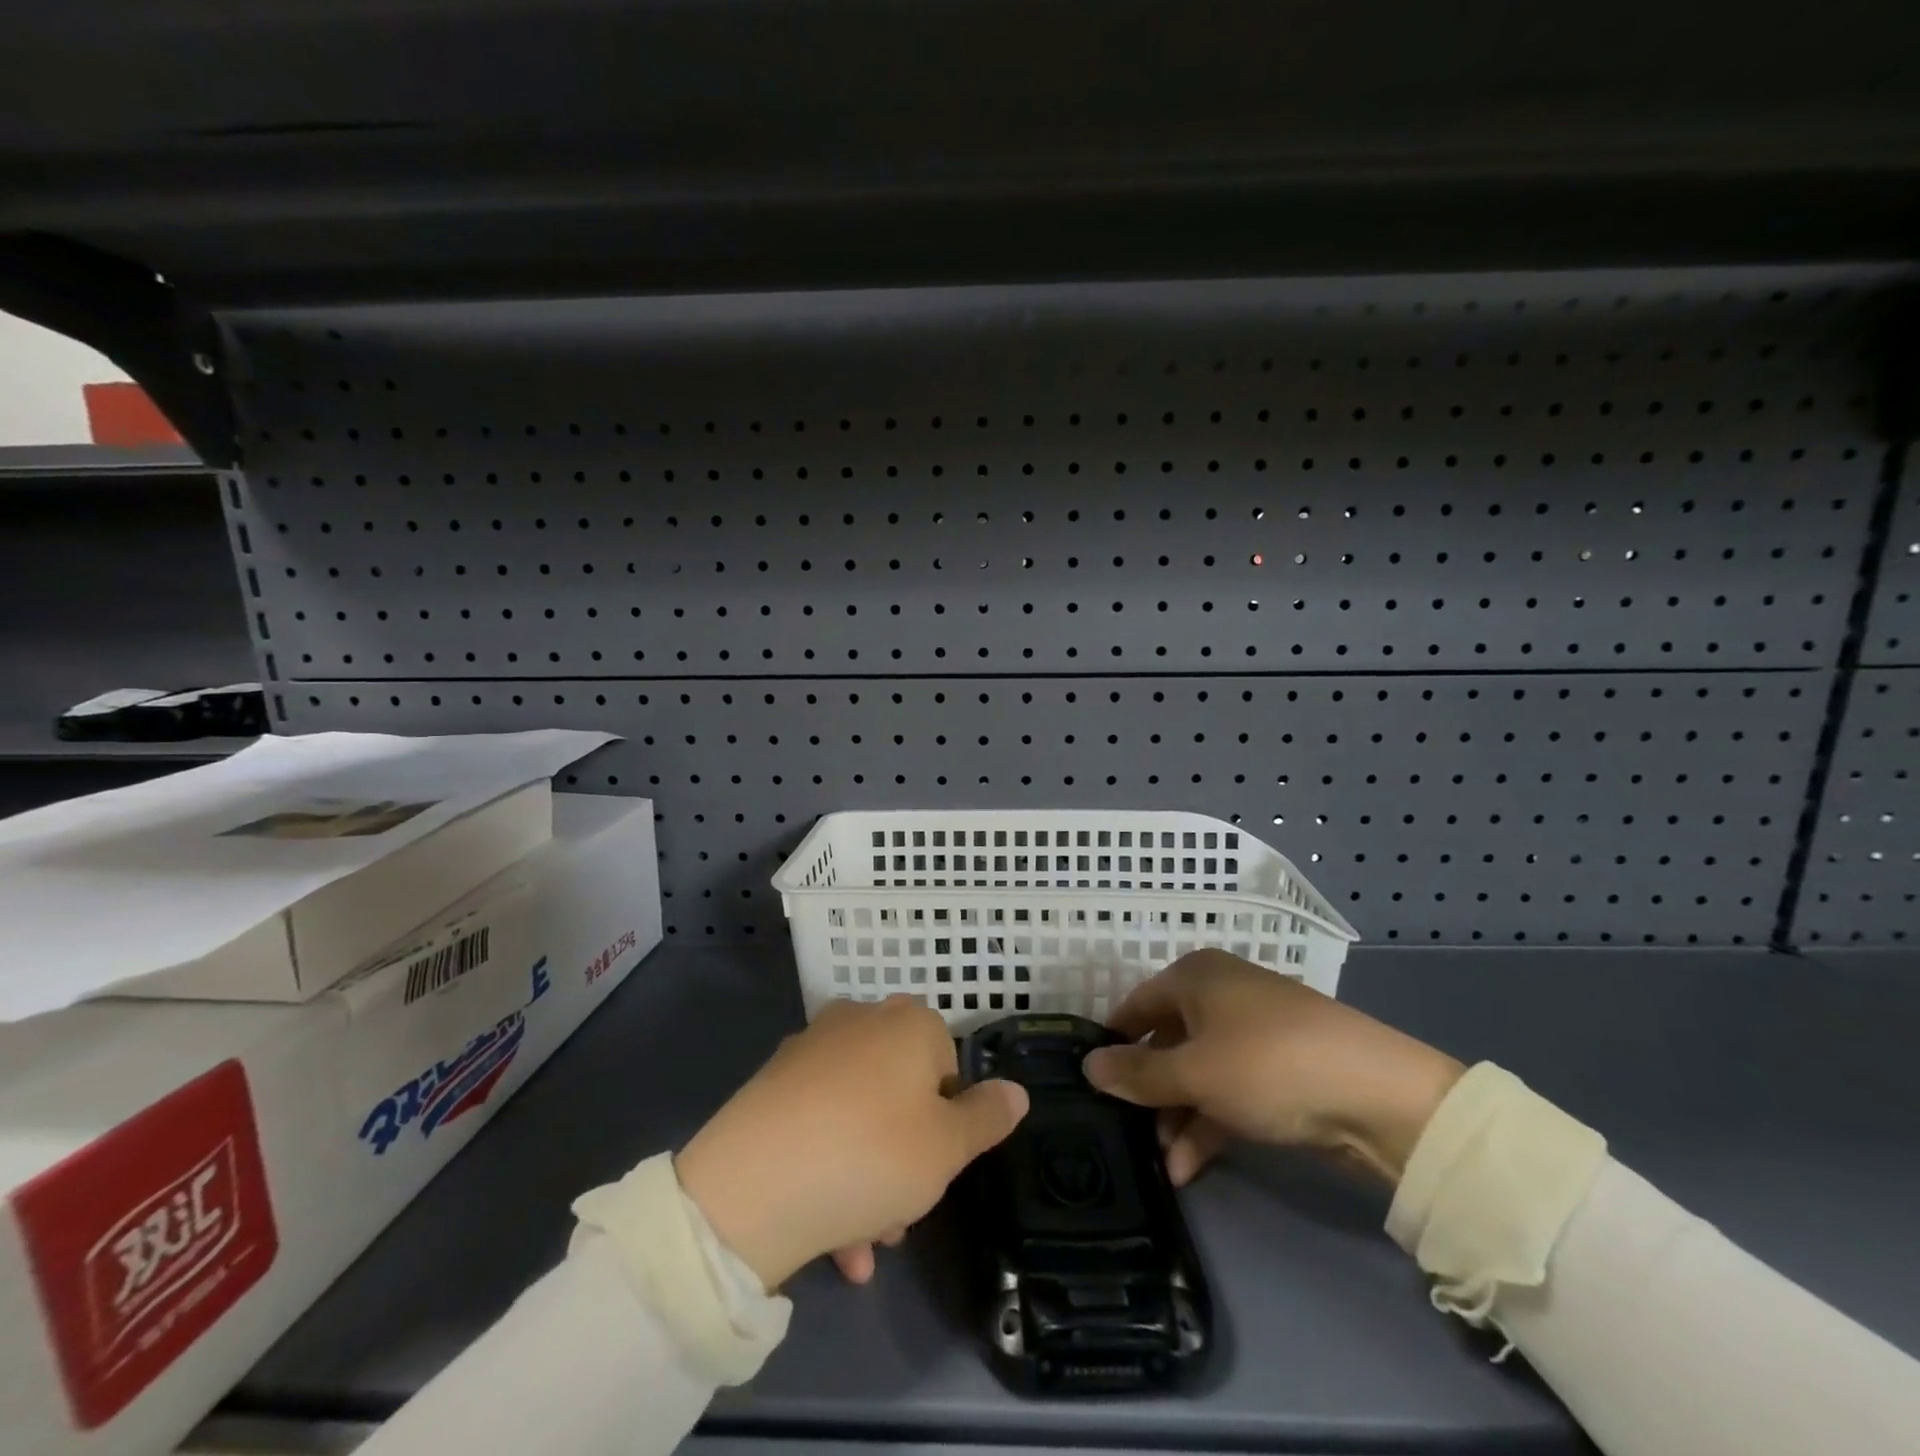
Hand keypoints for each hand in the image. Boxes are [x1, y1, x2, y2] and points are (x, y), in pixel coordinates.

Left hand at [675, 996, 1028, 1290]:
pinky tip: (830, 1234)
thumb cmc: (870, 1155)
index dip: (948, 1122)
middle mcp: (861, 1021)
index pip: (948, 1066)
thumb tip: (1016, 1090)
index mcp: (909, 1024)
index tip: (936, 1168)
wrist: (751, 1187)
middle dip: (907, 1156)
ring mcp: (812, 1048)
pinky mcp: (773, 1082)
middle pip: (901, 1092)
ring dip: (870, 1176)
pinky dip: (830, 1168)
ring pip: (860, 1115)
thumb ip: (987, 1118)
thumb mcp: (947, 1148)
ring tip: (862, 1243)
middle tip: (901, 1215)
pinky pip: (819, 1124)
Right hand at [1084, 950, 1463, 1186]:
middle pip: (1167, 1042)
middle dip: (1148, 1092)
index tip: (1090, 1083)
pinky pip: (1229, 1091)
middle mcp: (1221, 996)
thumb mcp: (1194, 1073)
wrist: (1381, 1096)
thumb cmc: (1268, 1065)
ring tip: (1163, 1164)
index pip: (1136, 1006)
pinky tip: (1190, 1167)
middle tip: (1127, 1133)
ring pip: (1198, 1072)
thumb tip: (1088, 1065)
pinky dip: (1209, 1123)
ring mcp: (1253, 1034)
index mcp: (1196, 977)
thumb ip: (1137, 1074)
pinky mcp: (1280, 1071)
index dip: (1113, 1043)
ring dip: (1178, 1116)